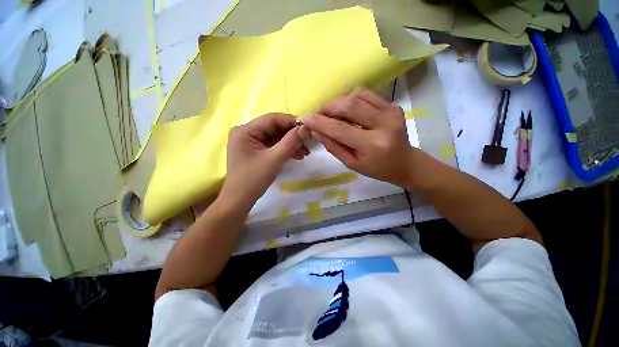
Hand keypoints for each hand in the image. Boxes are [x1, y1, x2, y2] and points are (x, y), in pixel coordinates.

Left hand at [220, 114, 308, 208]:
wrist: (240, 201)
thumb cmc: (253, 180)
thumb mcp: (274, 159)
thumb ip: (290, 142)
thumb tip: (306, 128)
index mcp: (245, 131)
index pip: (272, 119)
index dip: (291, 121)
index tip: (308, 127)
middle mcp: (247, 133)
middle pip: (275, 129)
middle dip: (293, 136)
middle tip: (309, 142)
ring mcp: (251, 143)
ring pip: (276, 138)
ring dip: (291, 144)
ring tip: (305, 152)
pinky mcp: (256, 152)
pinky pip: (273, 146)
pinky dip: (285, 150)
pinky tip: (297, 156)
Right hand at [304, 88, 414, 186]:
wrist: (405, 162)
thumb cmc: (377, 168)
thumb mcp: (352, 163)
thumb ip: (333, 146)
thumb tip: (316, 131)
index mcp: (373, 145)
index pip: (341, 129)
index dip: (321, 122)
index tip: (307, 119)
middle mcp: (384, 124)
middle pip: (349, 106)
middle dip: (328, 107)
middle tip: (317, 113)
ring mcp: (391, 111)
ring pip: (357, 96)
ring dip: (338, 101)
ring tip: (330, 112)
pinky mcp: (393, 105)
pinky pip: (367, 94)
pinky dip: (351, 97)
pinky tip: (345, 106)